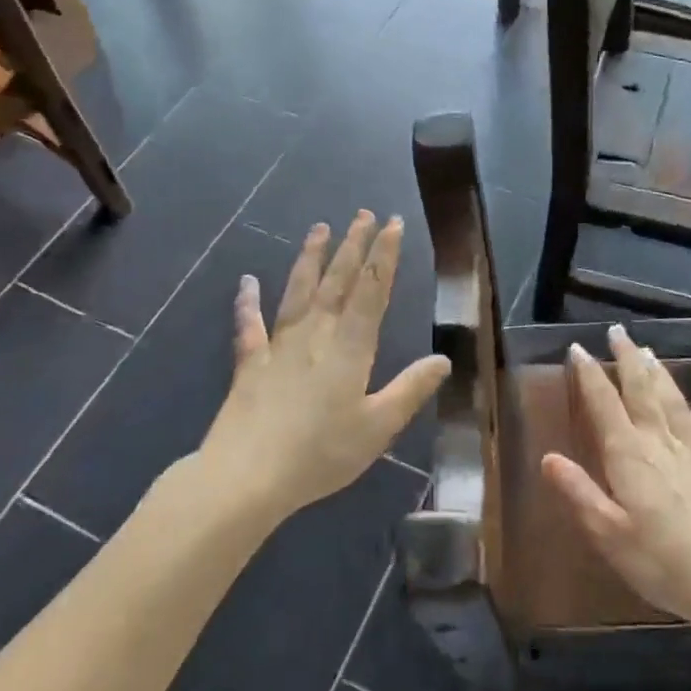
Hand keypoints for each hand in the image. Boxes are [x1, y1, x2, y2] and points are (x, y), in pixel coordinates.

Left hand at [204, 212, 449, 520]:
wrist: (247, 477)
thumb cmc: (320, 454)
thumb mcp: (378, 427)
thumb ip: (410, 390)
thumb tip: (443, 359)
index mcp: (349, 347)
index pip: (372, 290)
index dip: (384, 255)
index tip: (392, 223)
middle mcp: (315, 334)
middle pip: (337, 280)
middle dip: (353, 245)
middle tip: (363, 213)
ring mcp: (279, 345)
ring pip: (298, 290)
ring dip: (310, 257)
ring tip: (319, 228)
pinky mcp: (250, 363)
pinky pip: (249, 324)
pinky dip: (247, 301)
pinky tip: (247, 281)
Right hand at [541, 326, 690, 626]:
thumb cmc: (661, 562)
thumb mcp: (608, 533)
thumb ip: (578, 492)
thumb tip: (547, 457)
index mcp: (629, 455)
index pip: (604, 404)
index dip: (590, 375)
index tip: (578, 348)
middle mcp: (659, 444)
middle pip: (641, 391)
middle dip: (627, 358)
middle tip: (617, 331)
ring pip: (672, 402)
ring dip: (659, 374)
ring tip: (649, 352)